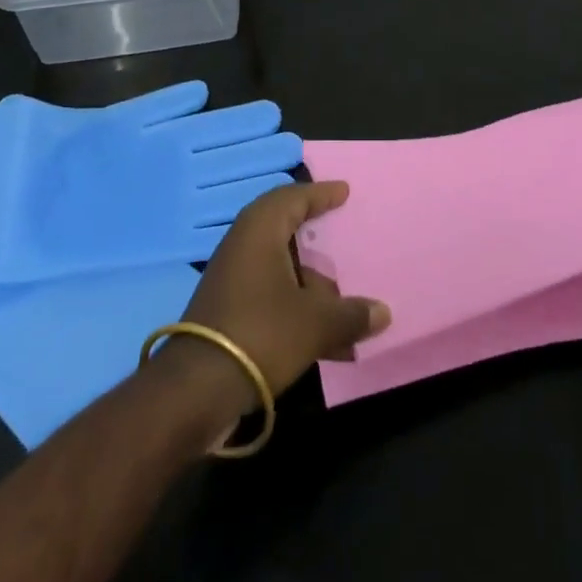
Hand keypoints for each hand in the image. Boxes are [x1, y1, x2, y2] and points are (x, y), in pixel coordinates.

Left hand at [166, 181, 390, 417]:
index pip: (293, 197)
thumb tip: (383, 313)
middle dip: (318, 243)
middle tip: (344, 240)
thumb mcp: (315, 323)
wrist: (198, 389)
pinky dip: (299, 309)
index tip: (344, 192)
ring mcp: (234, 280)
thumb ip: (351, 314)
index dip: (320, 194)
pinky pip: (273, 297)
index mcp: (261, 229)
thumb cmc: (262, 333)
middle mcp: (244, 245)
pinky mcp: (230, 312)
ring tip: (348, 310)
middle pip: (286, 232)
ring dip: (314, 288)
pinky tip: (329, 343)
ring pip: (282, 270)